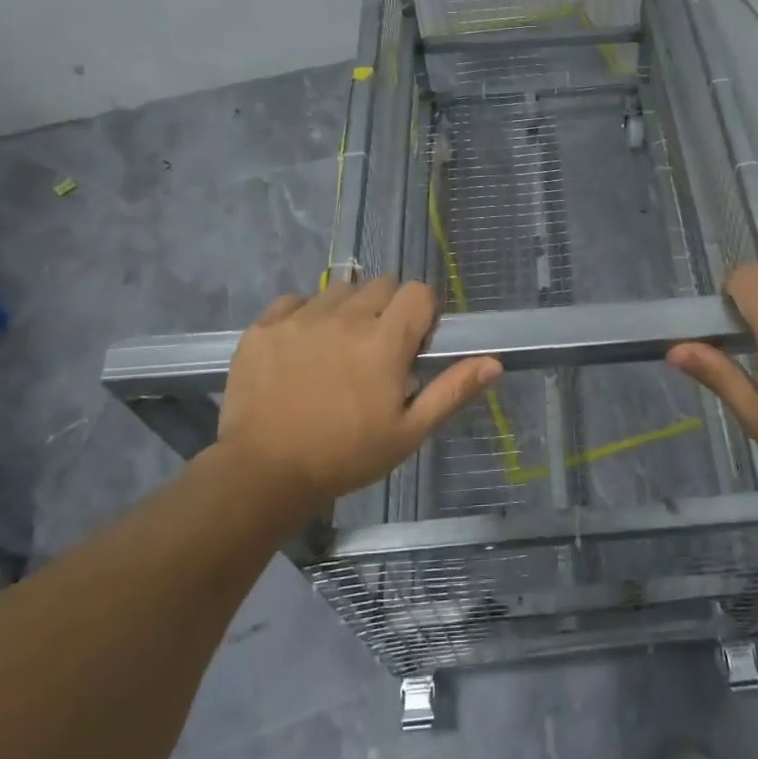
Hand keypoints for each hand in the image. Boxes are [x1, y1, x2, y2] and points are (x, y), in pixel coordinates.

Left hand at [215, 278, 500, 517]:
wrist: (263, 473)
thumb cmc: (346, 455)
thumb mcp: (409, 432)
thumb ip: (452, 390)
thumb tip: (494, 362)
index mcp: (384, 341)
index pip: (418, 292)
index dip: (423, 313)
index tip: (415, 343)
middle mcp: (345, 317)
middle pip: (381, 284)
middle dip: (388, 309)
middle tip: (377, 350)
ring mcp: (300, 318)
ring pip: (340, 289)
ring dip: (349, 310)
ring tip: (339, 349)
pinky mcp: (264, 326)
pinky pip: (296, 301)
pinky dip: (305, 316)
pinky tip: (302, 349)